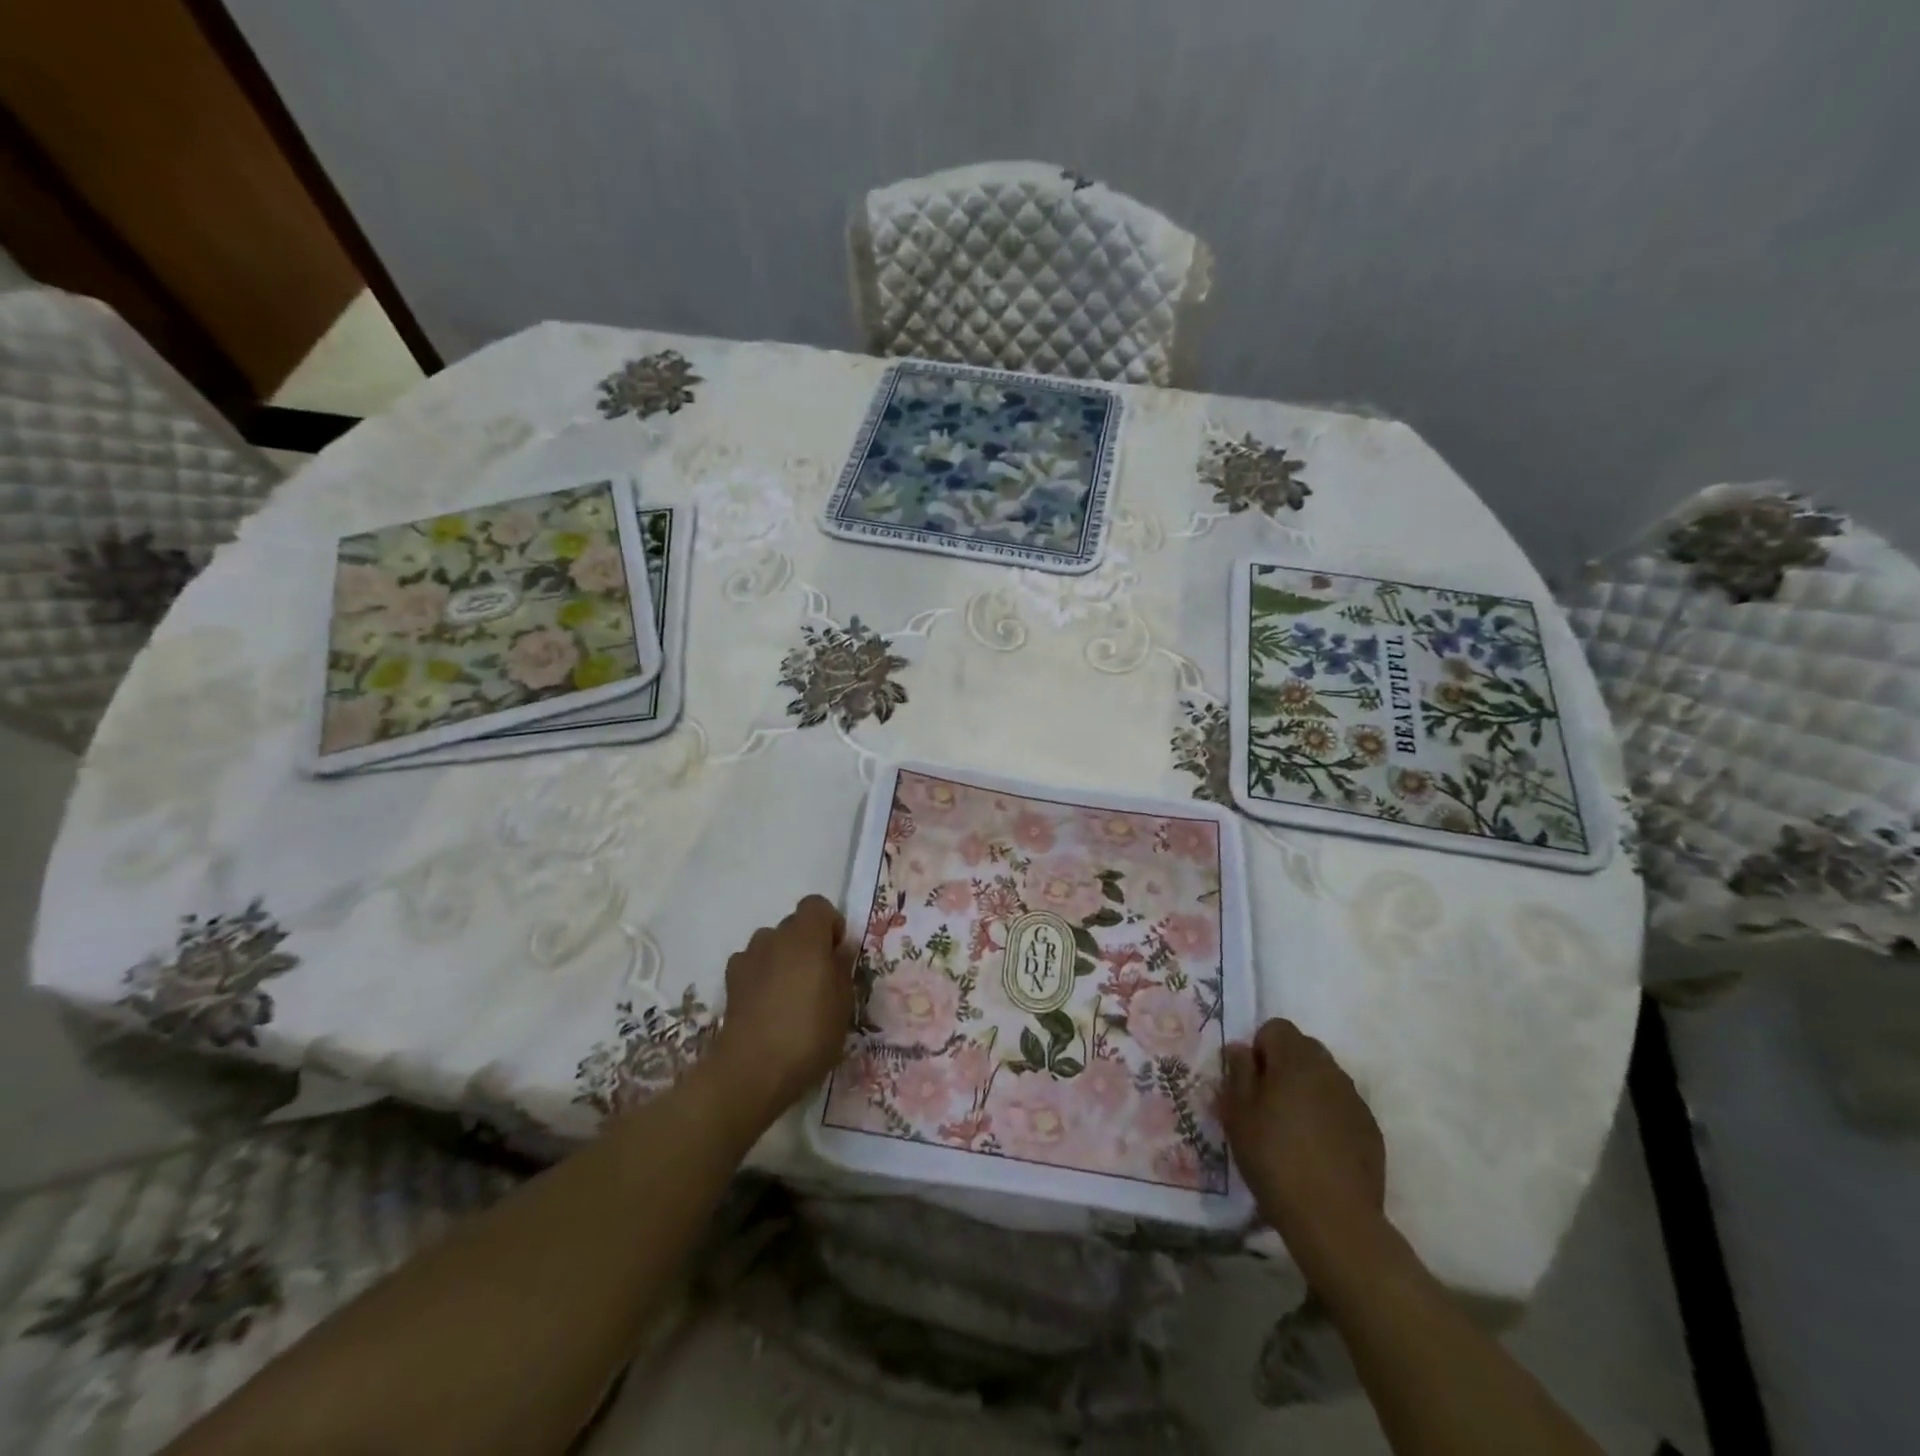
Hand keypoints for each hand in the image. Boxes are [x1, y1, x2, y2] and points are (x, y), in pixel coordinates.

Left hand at [706, 895, 856, 1126]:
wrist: (753, 1069)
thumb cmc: (809, 1032)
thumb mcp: (843, 1003)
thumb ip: (842, 968)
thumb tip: (840, 949)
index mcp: (806, 936)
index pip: (817, 905)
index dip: (830, 924)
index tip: (837, 954)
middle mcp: (774, 937)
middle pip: (793, 925)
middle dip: (807, 944)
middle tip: (818, 979)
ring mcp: (747, 958)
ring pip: (771, 945)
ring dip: (782, 959)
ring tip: (790, 994)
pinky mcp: (730, 982)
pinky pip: (751, 966)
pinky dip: (761, 976)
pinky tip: (767, 1005)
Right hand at [1222, 1019, 1385, 1241]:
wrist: (1334, 1218)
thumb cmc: (1274, 1158)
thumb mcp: (1238, 1113)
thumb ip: (1238, 1072)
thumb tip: (1241, 1049)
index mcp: (1296, 1059)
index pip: (1276, 1028)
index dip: (1259, 1049)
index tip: (1250, 1083)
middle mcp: (1330, 1070)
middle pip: (1303, 1049)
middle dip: (1284, 1066)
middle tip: (1267, 1104)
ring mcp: (1355, 1100)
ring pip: (1324, 1078)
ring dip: (1306, 1090)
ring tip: (1292, 1130)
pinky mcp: (1371, 1130)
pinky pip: (1342, 1106)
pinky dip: (1327, 1116)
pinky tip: (1317, 1150)